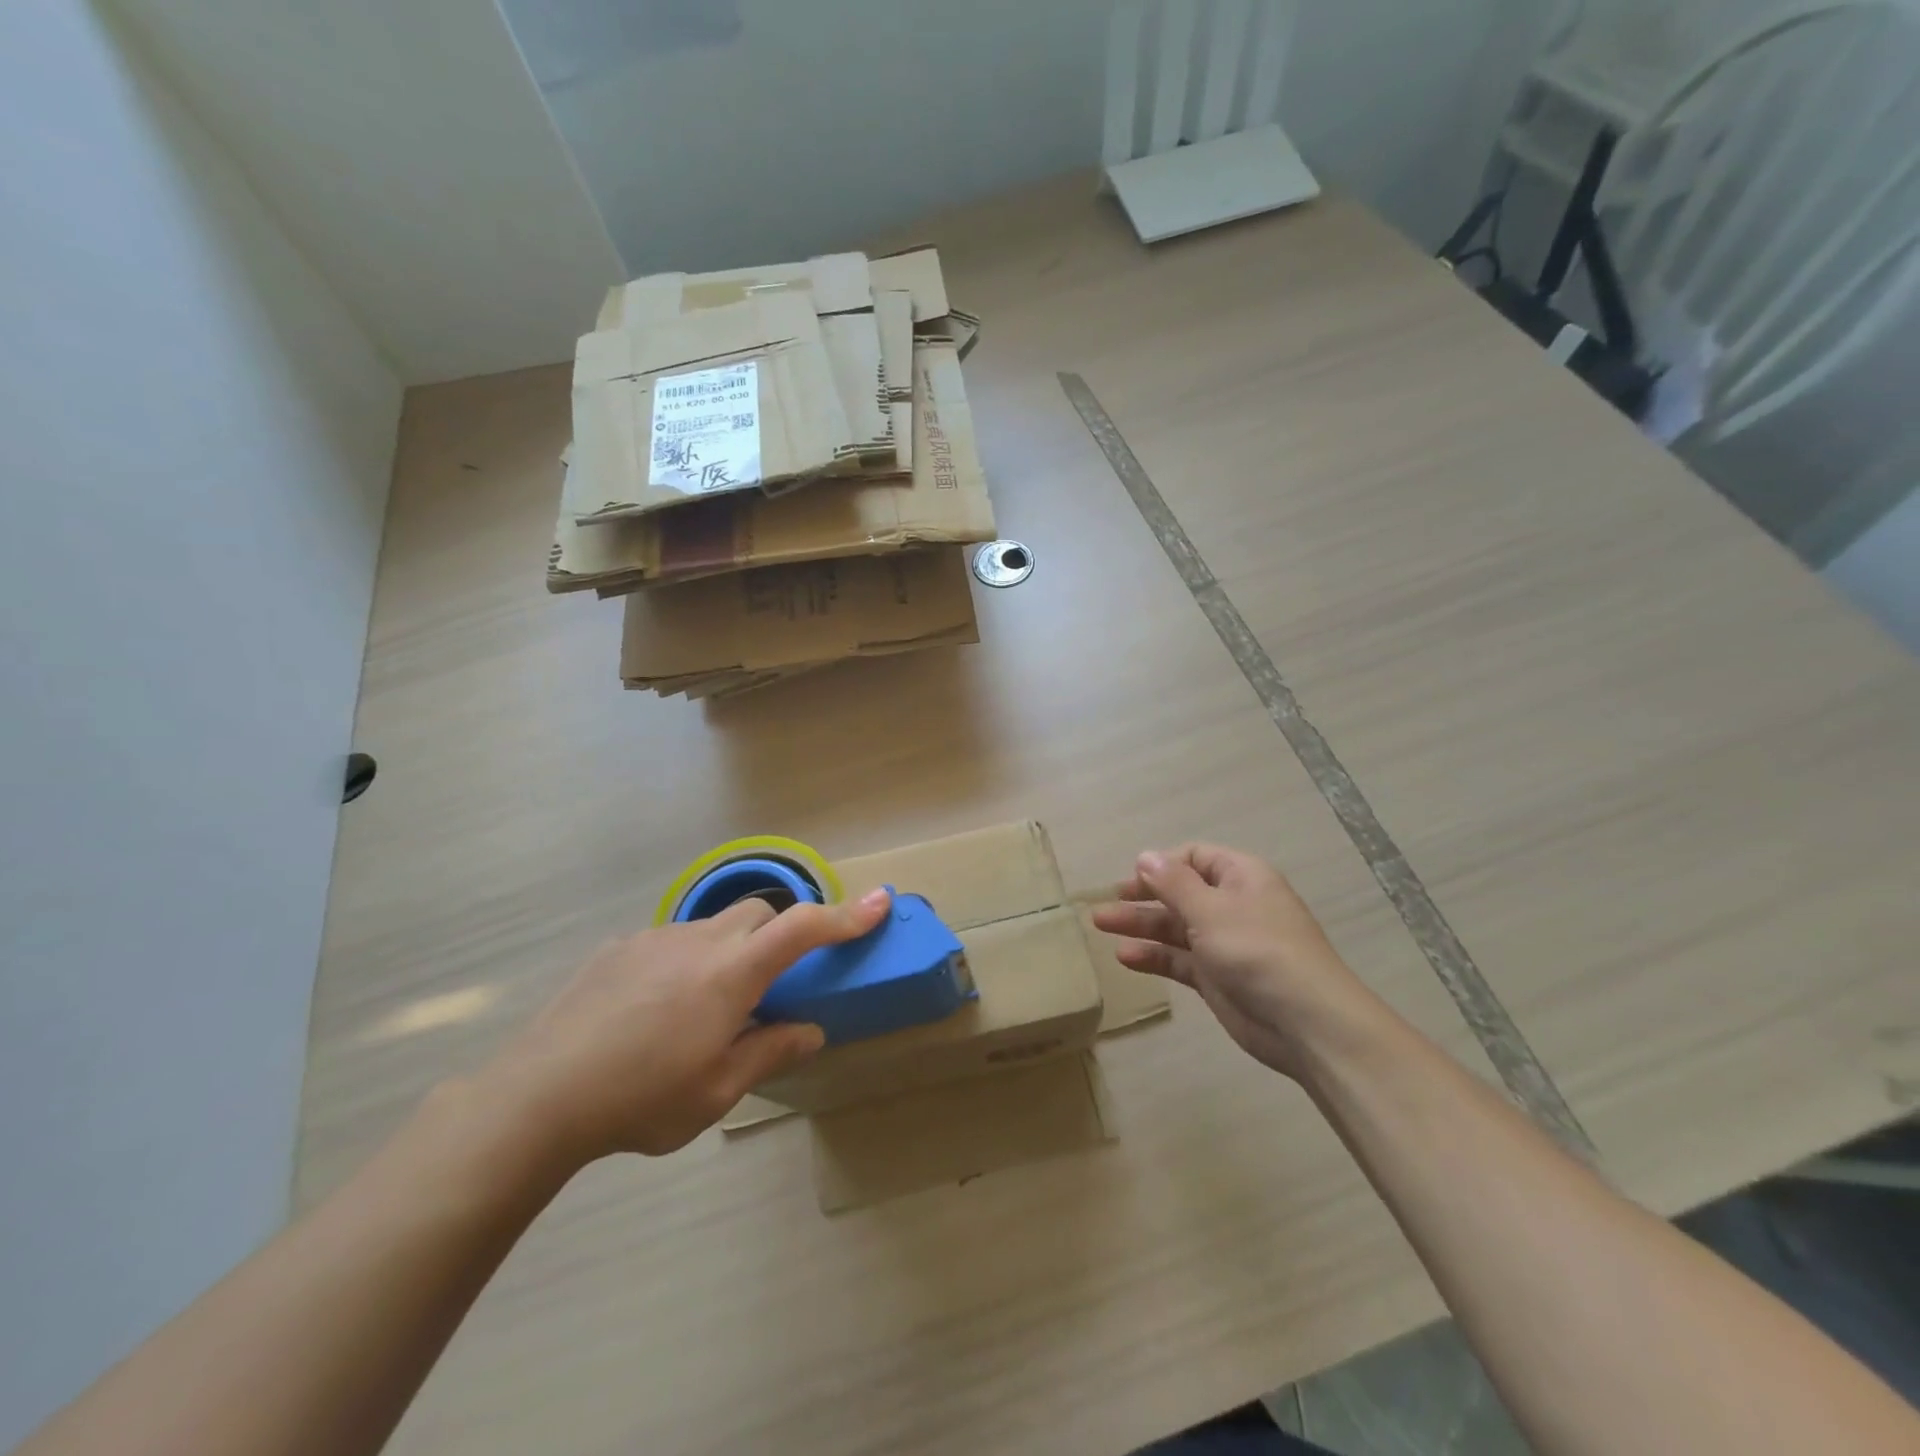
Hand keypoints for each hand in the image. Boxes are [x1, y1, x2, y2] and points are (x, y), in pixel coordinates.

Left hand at [479, 888, 891, 1162]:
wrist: (538, 1096)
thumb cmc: (640, 1100)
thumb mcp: (716, 1092)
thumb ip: (769, 1051)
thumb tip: (810, 1030)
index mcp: (731, 975)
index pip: (802, 928)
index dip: (846, 915)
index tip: (880, 902)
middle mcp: (699, 941)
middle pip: (760, 913)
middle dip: (782, 934)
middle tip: (774, 982)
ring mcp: (656, 938)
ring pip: (714, 926)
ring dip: (730, 951)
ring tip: (704, 1009)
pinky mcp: (620, 947)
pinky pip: (673, 940)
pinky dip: (687, 961)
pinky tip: (657, 1009)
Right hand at [1093, 845, 1377, 1080]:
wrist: (1306, 1023)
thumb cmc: (1257, 951)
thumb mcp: (1211, 909)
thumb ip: (1173, 883)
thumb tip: (1145, 856)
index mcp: (1241, 877)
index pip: (1195, 857)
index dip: (1162, 865)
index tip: (1130, 878)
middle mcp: (1232, 905)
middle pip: (1180, 893)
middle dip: (1142, 896)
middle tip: (1105, 903)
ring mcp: (1224, 943)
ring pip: (1175, 927)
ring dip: (1140, 925)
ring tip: (1100, 926)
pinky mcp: (1217, 978)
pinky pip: (1179, 960)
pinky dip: (1154, 956)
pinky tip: (1125, 957)